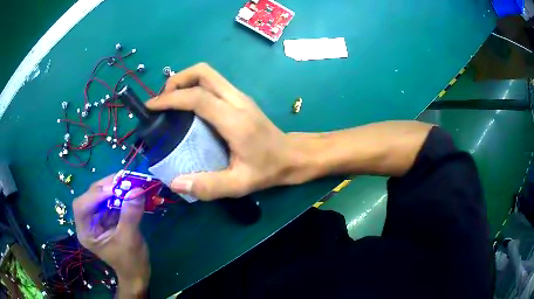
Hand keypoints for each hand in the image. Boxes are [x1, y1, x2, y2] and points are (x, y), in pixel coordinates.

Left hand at [73, 175, 149, 297]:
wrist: (138, 273)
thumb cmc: (131, 262)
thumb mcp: (130, 240)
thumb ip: (130, 216)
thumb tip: (136, 190)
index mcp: (86, 232)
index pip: (81, 207)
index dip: (94, 196)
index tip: (113, 190)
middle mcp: (88, 222)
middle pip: (90, 197)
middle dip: (105, 188)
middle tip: (123, 180)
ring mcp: (97, 219)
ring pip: (100, 196)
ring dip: (113, 188)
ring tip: (128, 182)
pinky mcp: (107, 217)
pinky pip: (110, 200)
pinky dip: (119, 194)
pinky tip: (128, 191)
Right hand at [146, 63, 310, 200]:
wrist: (292, 156)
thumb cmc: (268, 169)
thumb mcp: (240, 185)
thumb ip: (208, 186)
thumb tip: (175, 182)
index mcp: (235, 120)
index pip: (197, 97)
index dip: (171, 98)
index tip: (151, 107)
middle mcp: (237, 100)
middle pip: (203, 72)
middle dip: (177, 80)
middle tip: (162, 102)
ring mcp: (239, 96)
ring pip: (208, 74)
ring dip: (185, 81)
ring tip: (170, 102)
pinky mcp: (239, 98)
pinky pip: (212, 82)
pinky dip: (194, 86)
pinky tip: (187, 106)